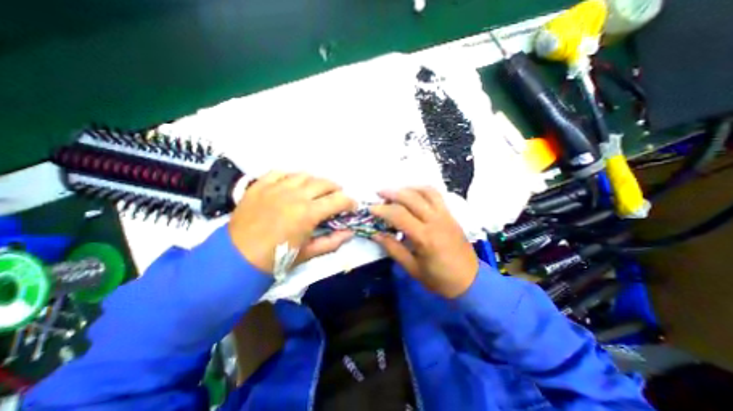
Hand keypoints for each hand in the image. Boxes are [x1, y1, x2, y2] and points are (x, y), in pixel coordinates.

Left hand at [229, 172, 356, 274]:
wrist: (236, 258)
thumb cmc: (276, 258)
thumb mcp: (308, 253)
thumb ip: (332, 242)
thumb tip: (350, 233)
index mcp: (308, 213)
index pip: (338, 200)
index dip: (350, 202)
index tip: (352, 207)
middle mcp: (295, 195)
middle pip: (324, 183)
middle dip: (336, 189)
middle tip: (336, 197)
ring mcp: (276, 187)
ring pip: (304, 175)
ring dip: (315, 182)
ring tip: (316, 190)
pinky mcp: (260, 185)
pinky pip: (280, 172)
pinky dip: (291, 176)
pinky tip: (293, 184)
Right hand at [369, 187, 479, 297]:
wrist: (470, 281)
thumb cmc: (439, 279)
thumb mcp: (412, 268)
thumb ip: (393, 248)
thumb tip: (376, 234)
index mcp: (425, 237)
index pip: (399, 215)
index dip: (382, 210)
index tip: (371, 209)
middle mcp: (436, 221)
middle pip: (411, 198)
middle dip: (392, 193)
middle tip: (379, 194)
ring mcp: (446, 215)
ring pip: (426, 191)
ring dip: (408, 188)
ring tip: (396, 192)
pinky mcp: (451, 215)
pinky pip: (437, 195)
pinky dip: (423, 190)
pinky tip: (414, 194)